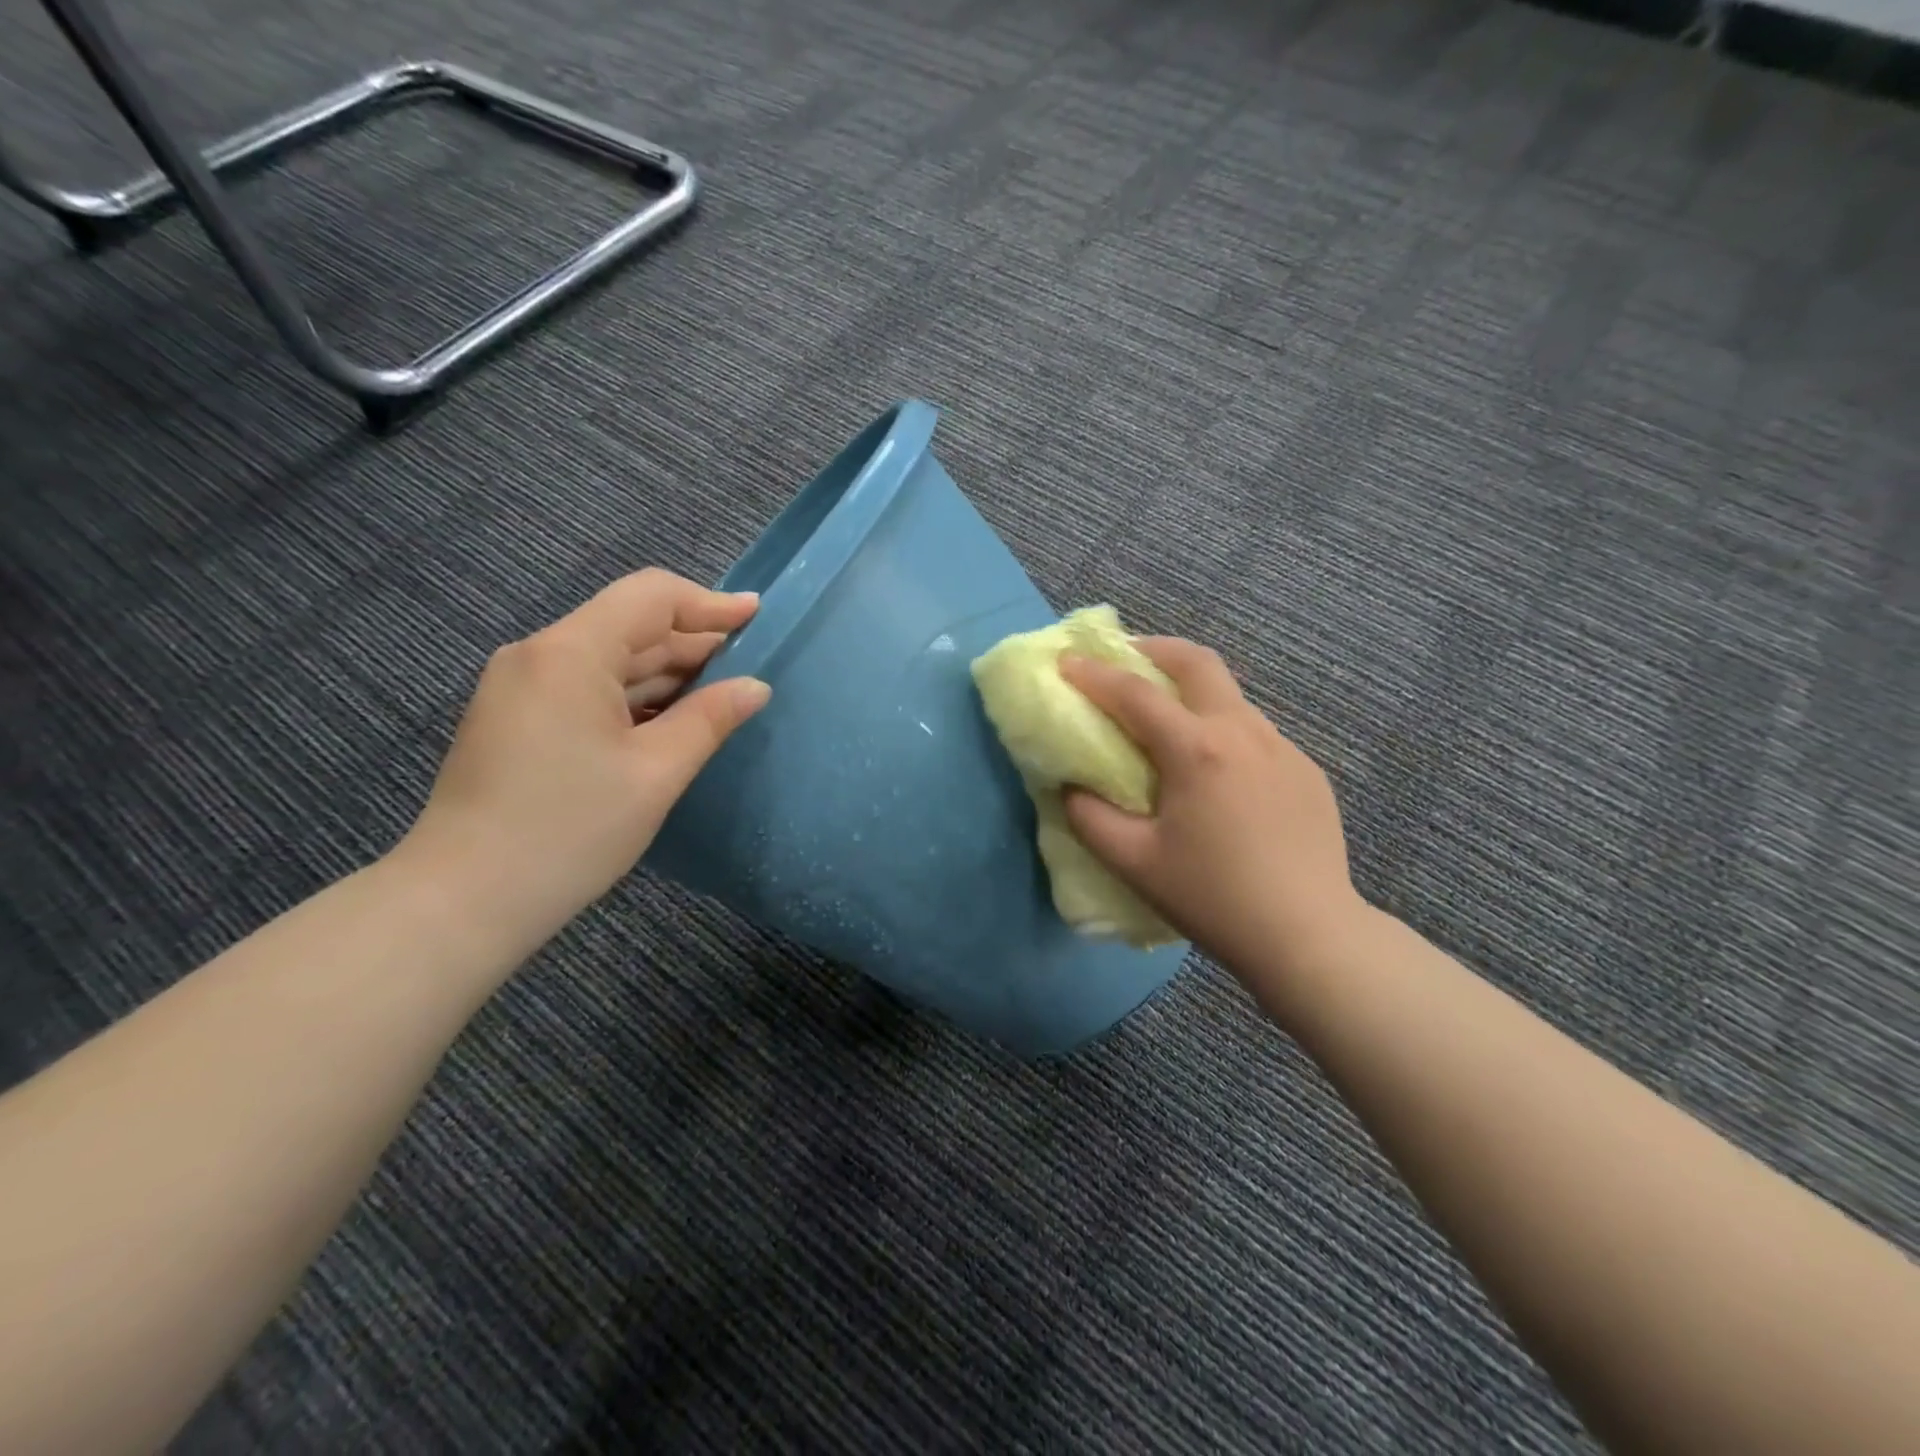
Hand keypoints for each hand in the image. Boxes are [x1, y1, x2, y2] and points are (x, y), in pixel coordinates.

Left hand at [401, 569, 768, 948]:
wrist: (464, 900)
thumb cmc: (570, 830)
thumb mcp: (656, 773)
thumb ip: (710, 719)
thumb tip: (755, 686)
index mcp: (570, 653)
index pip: (650, 597)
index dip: (709, 603)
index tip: (757, 617)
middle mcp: (539, 655)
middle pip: (630, 627)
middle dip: (693, 644)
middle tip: (751, 667)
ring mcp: (522, 688)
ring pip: (610, 661)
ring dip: (667, 675)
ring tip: (722, 696)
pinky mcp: (517, 719)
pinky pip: (588, 689)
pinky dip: (635, 698)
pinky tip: (672, 722)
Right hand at [1060, 639, 1362, 987]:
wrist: (1309, 936)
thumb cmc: (1212, 897)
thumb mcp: (1133, 862)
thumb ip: (1090, 817)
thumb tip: (1071, 787)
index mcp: (1197, 750)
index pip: (1135, 694)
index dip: (1094, 674)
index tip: (1066, 662)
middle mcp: (1243, 731)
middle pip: (1197, 663)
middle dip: (1154, 649)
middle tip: (1124, 657)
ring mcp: (1282, 747)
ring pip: (1229, 695)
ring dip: (1190, 689)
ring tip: (1165, 717)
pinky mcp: (1305, 770)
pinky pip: (1254, 732)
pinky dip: (1220, 728)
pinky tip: (1214, 770)